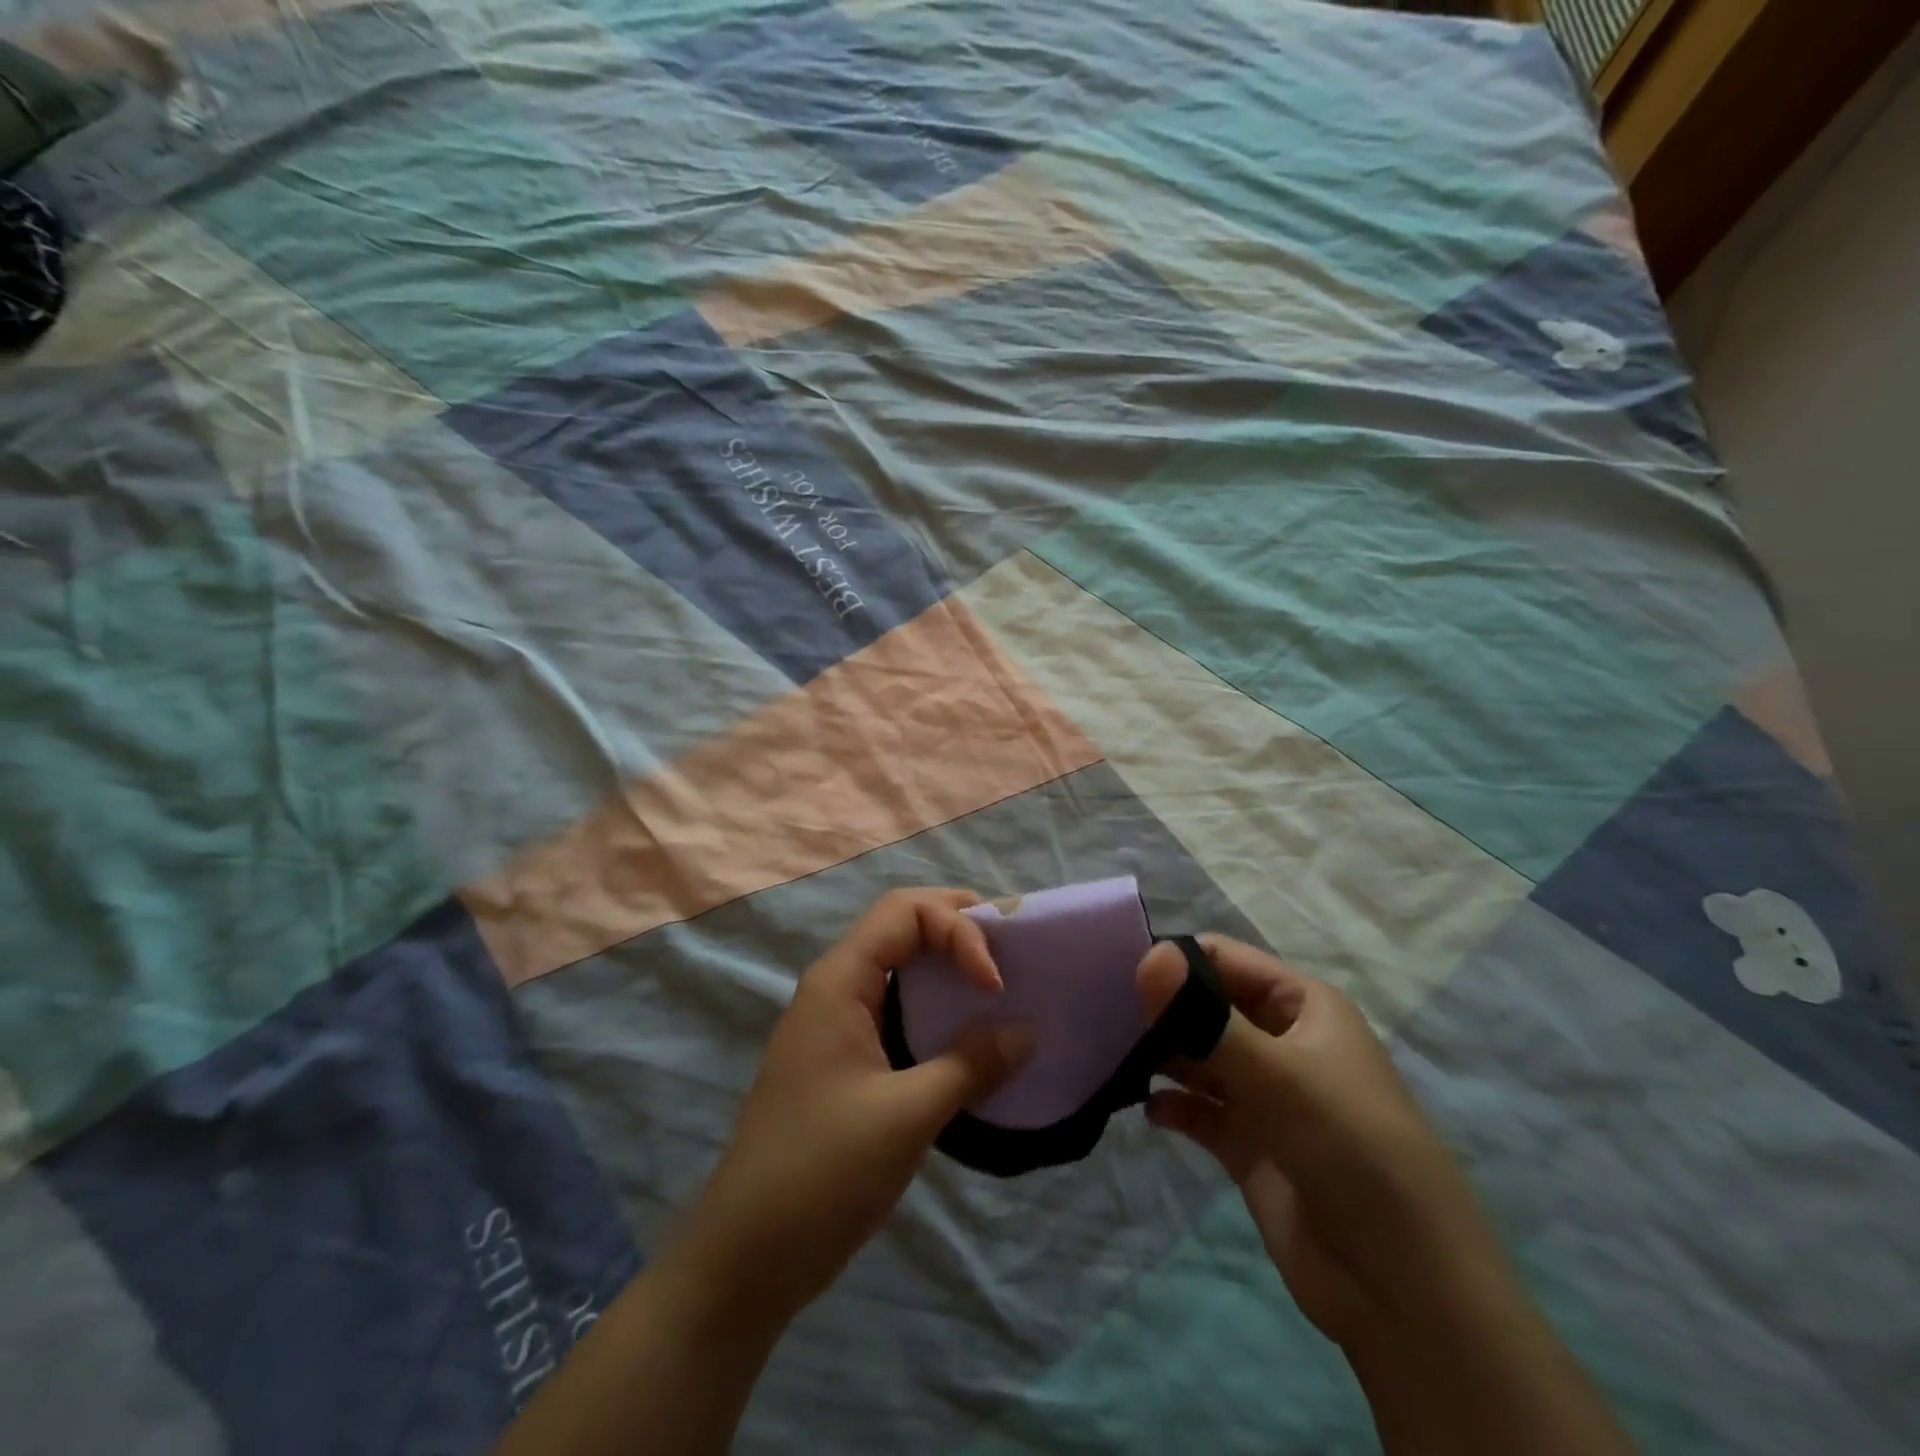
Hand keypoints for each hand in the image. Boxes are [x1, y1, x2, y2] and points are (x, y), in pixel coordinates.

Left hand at [680, 888, 1034, 1328]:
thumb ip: (971, 1065)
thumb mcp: (906, 1117)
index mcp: (839, 982)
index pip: (905, 911)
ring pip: (900, 968)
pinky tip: (970, 1038)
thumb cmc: (821, 1174)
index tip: (995, 985)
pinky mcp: (846, 1061)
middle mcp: (836, 988)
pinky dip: (937, 1009)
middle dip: (959, 929)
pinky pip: (898, 1010)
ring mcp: (838, 1025)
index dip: (959, 929)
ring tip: (1001, 987)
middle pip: (902, 926)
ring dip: (950, 967)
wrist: (745, 1259)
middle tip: (1011, 953)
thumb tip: (1028, 1031)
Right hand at [1136, 935, 1505, 1346]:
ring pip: (1197, 1056)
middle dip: (1159, 1009)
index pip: (1224, 960)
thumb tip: (1146, 956)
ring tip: (1114, 1057)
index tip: (1117, 974)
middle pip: (1205, 1006)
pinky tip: (1150, 1110)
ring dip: (1160, 1055)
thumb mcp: (1279, 1074)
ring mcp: (1263, 1095)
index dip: (1173, 961)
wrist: (1404, 1288)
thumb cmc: (1349, 1148)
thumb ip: (1206, 1017)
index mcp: (1301, 1006)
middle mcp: (1281, 1041)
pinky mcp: (1248, 1144)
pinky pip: (1198, 1110)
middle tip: (1100, 1015)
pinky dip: (1171, 1105)